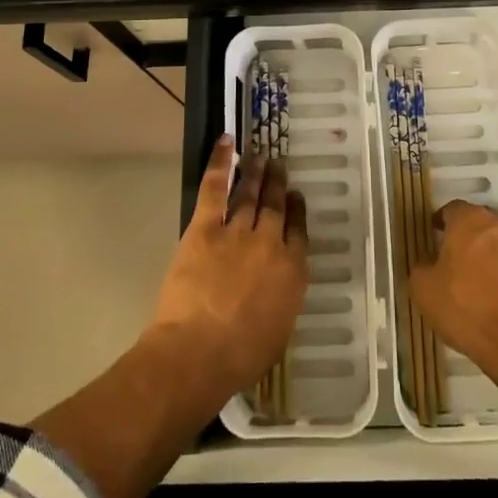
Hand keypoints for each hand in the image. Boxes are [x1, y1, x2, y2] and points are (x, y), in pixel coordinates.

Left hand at [149, 136, 307, 404]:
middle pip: (276, 206)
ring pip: (250, 193)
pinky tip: (227, 142)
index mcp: (292, 271)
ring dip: (256, 173)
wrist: (199, 351)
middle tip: (279, 166)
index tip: (296, 198)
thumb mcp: (278, 331)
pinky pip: (216, 186)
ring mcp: (238, 230)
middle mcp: (270, 242)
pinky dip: (222, 162)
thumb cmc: (241, 355)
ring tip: (261, 157)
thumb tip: (278, 284)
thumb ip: (282, 299)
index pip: (298, 231)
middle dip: (278, 185)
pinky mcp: (206, 226)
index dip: (297, 211)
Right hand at [410, 200, 497, 379]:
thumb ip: (421, 267)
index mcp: (470, 219)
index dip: (440, 224)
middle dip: (464, 238)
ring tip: (473, 285)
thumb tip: (428, 263)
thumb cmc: (466, 307)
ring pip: (497, 246)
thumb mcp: (424, 289)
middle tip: (450, 261)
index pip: (451, 210)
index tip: (432, 240)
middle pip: (477, 225)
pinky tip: (493, 302)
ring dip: (486, 258)